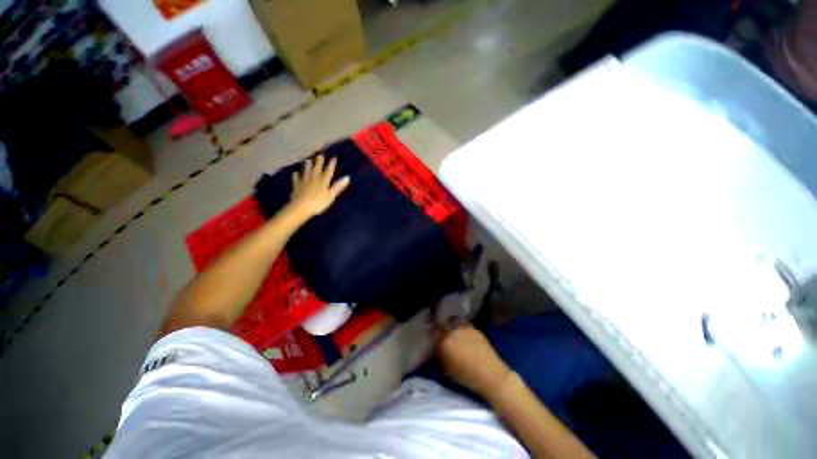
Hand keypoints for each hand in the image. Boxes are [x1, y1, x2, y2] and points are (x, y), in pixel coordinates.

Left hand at [289, 155, 349, 218]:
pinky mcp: (296, 186)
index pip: (329, 171)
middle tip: (319, 154)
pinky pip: (296, 178)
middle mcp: (314, 178)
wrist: (301, 207)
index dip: (331, 164)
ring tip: (307, 160)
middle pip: (317, 169)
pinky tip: (295, 173)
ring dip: (307, 165)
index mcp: (323, 181)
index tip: (334, 157)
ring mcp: (304, 181)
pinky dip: (296, 175)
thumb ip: (338, 186)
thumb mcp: (331, 195)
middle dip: (319, 162)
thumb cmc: (318, 202)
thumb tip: (347, 177)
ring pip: (306, 171)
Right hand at [434, 323, 512, 395]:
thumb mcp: (447, 370)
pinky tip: (464, 334)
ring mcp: (465, 328)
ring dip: (452, 325)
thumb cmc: (466, 377)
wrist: (491, 375)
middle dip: (441, 328)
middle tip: (442, 334)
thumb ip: (439, 356)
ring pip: (454, 321)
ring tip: (453, 332)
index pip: (433, 331)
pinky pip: (464, 324)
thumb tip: (437, 349)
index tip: (432, 337)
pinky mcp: (475, 329)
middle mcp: (453, 331)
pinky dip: (462, 327)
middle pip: (443, 324)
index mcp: (444, 341)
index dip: (432, 333)